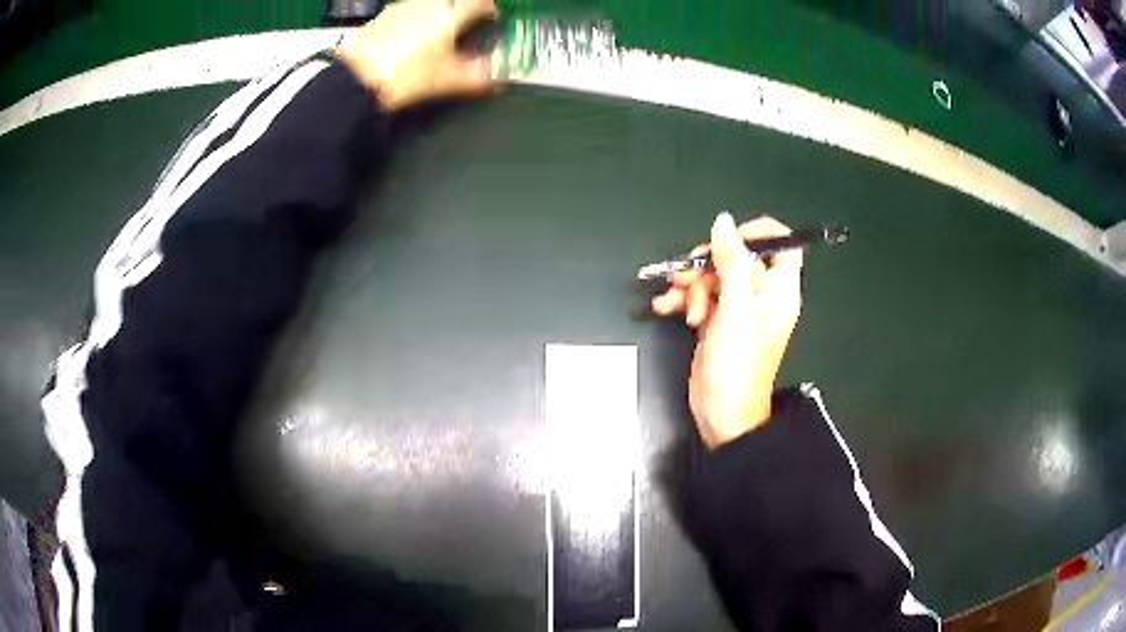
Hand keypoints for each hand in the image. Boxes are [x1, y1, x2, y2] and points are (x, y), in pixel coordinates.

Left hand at [336, 0, 497, 111]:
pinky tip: (418, 33)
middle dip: (468, 9)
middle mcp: (431, 3)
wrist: (356, 79)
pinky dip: (423, 15)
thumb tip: (499, 78)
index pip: (484, 2)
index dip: (495, 9)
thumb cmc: (405, 75)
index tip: (499, 18)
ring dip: (446, 10)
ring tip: (446, 28)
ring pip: (436, 2)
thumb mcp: (447, 80)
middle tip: (474, 22)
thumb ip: (478, 77)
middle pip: (458, 0)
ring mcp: (406, 5)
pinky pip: (414, 8)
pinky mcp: (387, 14)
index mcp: (452, 13)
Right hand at [652, 213, 802, 448]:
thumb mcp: (735, 305)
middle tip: (688, 276)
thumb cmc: (738, 359)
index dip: (756, 234)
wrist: (722, 411)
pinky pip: (701, 297)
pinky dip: (683, 299)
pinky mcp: (717, 321)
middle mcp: (762, 294)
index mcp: (779, 288)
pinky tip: (664, 308)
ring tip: (676, 301)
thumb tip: (724, 221)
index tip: (728, 239)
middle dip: (708, 263)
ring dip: (691, 284)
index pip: (781, 244)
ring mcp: (738, 308)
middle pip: (738, 258)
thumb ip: (731, 260)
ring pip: (714, 276)